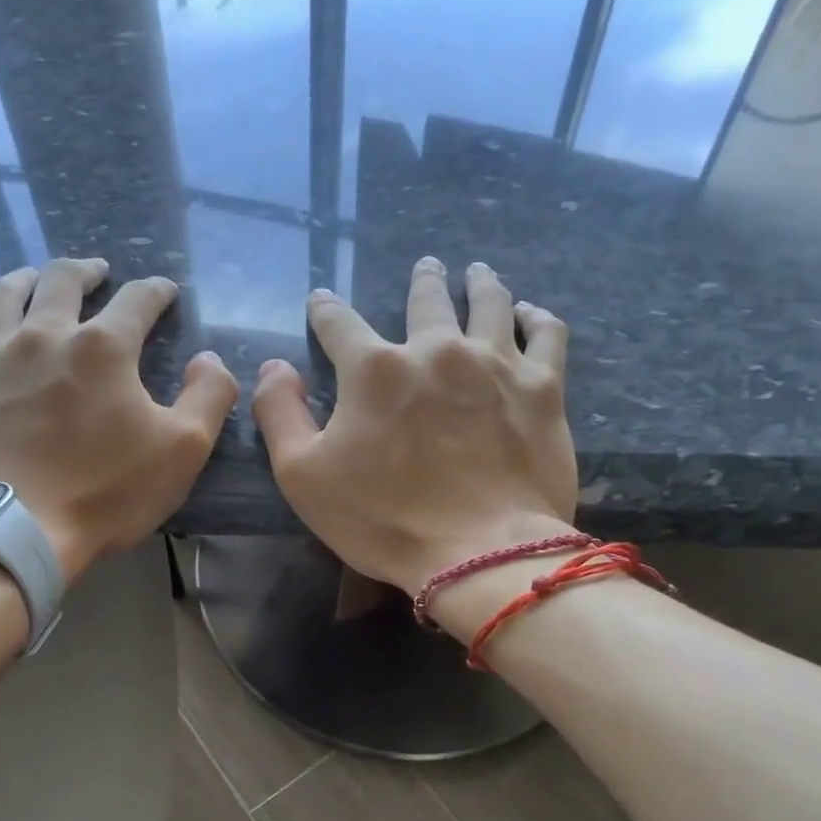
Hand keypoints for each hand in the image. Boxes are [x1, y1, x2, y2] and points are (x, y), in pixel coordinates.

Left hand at [0, 257, 237, 583]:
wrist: (16, 533)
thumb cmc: (105, 492)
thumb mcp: (184, 449)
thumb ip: (210, 395)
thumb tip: (208, 359)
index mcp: (103, 348)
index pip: (138, 300)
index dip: (156, 292)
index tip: (165, 292)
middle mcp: (44, 336)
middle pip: (61, 281)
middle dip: (84, 271)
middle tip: (95, 272)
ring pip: (1, 298)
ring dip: (21, 280)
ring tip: (32, 279)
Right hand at [251, 256, 578, 595]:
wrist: (480, 554)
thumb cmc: (382, 519)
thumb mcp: (302, 476)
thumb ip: (279, 413)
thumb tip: (273, 367)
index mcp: (374, 370)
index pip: (339, 323)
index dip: (325, 310)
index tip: (321, 301)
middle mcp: (435, 349)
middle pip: (426, 298)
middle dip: (423, 279)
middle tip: (426, 266)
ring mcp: (495, 364)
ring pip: (490, 303)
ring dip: (480, 283)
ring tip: (477, 273)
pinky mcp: (542, 389)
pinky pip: (546, 334)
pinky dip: (537, 317)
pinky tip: (531, 313)